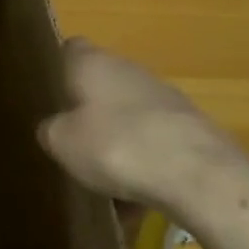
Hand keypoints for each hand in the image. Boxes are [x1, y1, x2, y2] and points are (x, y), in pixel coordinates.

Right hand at [38, 39, 248, 215]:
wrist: (196, 172)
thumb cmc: (115, 145)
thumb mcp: (62, 143)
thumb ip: (52, 130)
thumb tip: (55, 128)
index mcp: (93, 63)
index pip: (71, 48)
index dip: (61, 68)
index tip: (53, 93)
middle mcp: (129, 69)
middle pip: (104, 84)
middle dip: (92, 112)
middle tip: (76, 143)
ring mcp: (164, 96)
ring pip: (131, 115)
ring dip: (120, 140)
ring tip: (108, 180)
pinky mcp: (190, 126)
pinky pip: (156, 142)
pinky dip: (146, 164)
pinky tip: (139, 199)